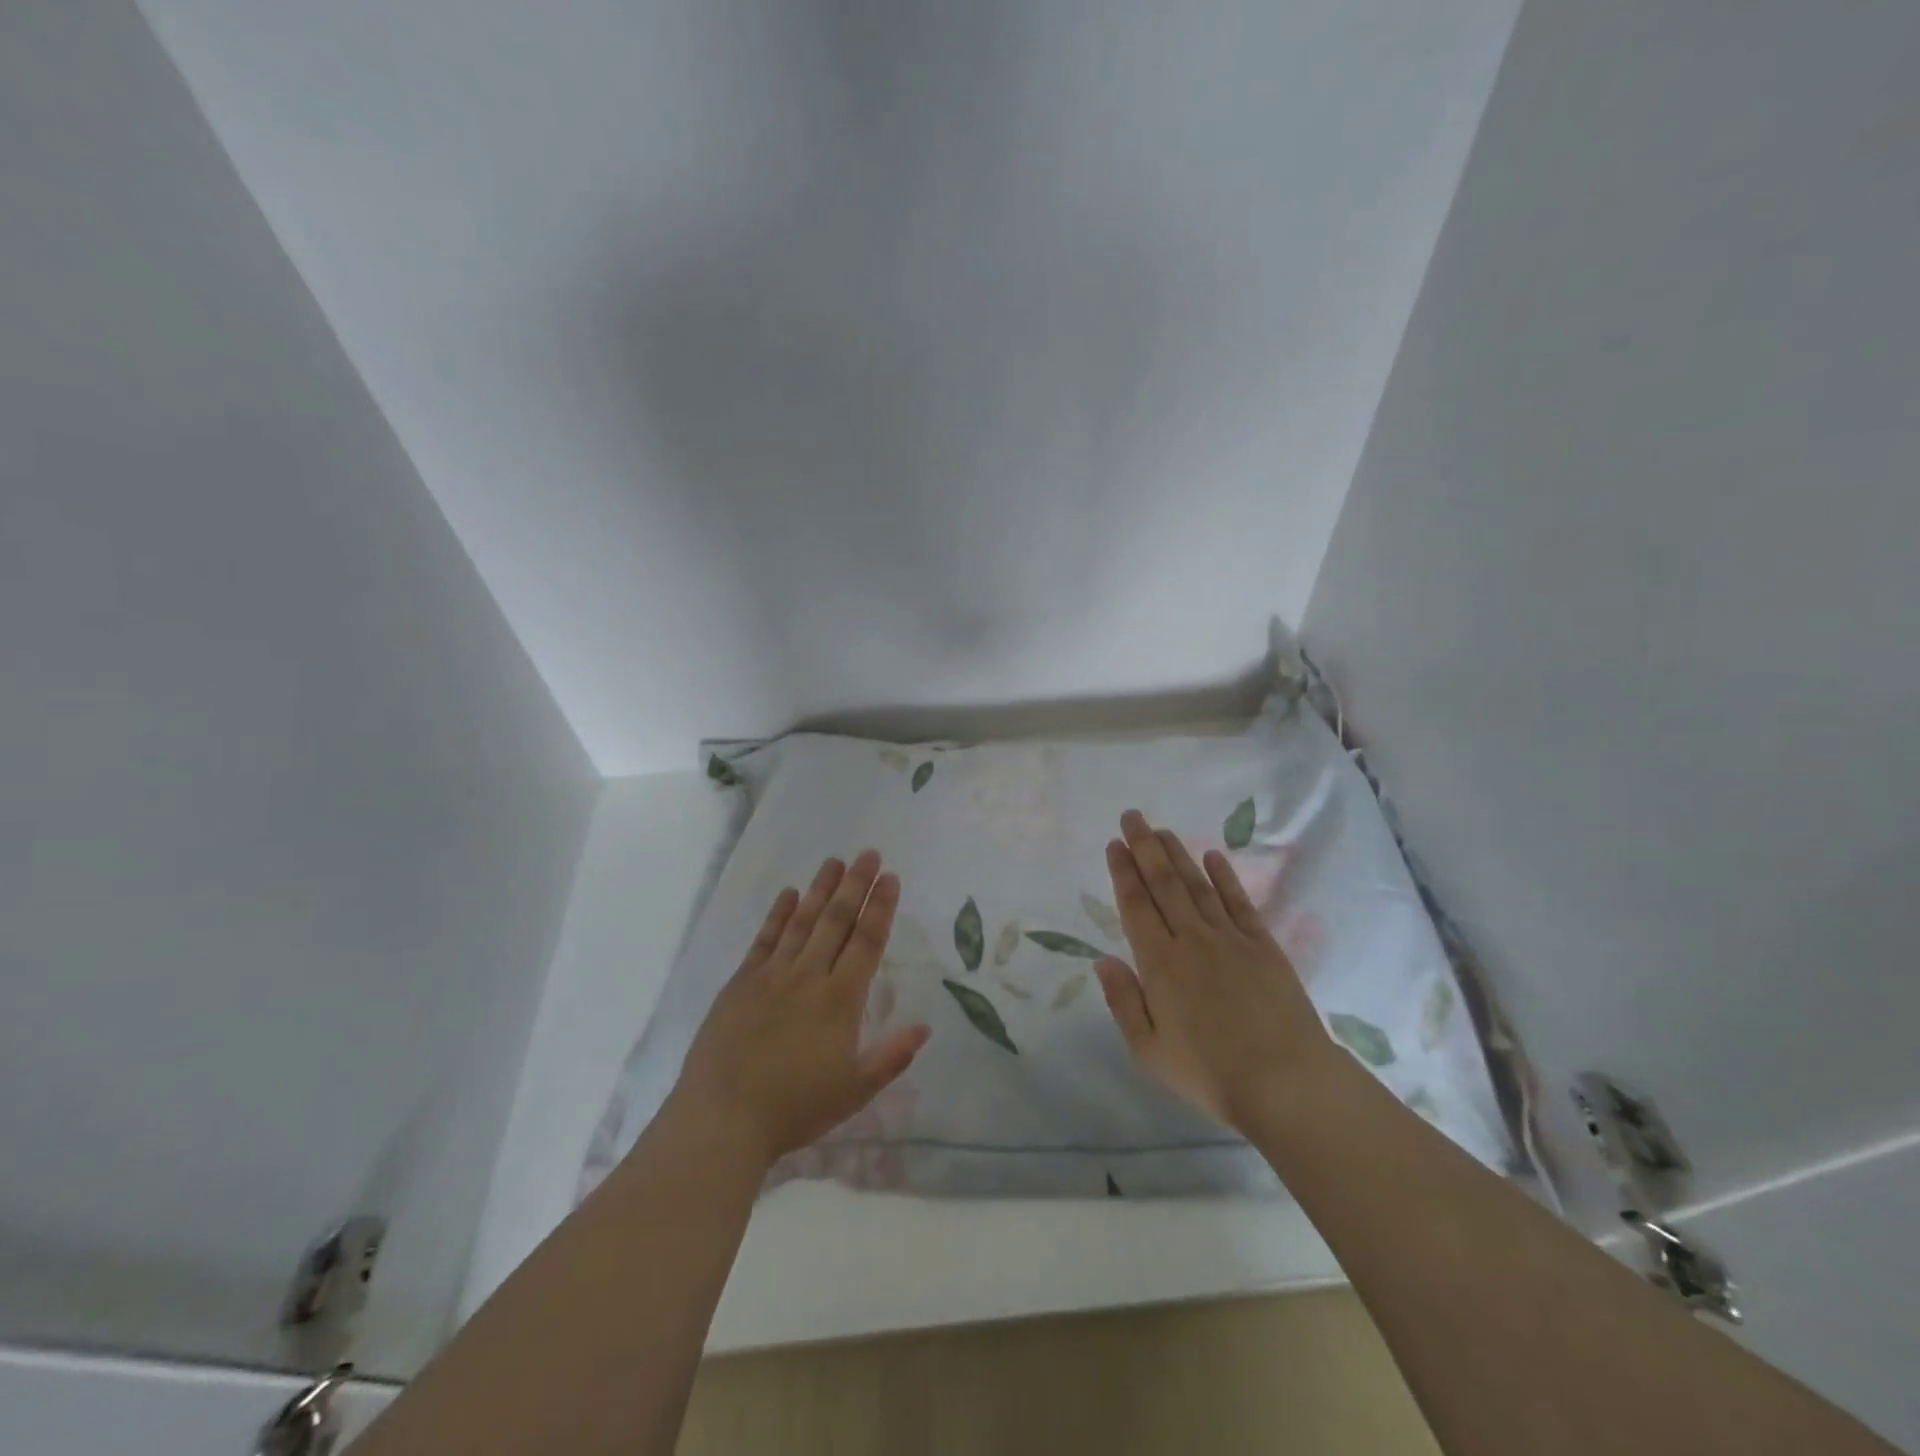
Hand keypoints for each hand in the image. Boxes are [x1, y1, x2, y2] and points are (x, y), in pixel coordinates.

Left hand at [669, 850, 930, 1169]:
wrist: (723, 1118)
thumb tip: (925, 1026)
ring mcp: (771, 975)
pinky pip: (764, 939)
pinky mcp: (741, 983)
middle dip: (855, 884)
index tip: (890, 878)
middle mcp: (808, 976)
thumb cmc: (795, 1107)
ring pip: (802, 921)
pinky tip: (788, 894)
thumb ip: (892, 1056)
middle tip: (868, 853)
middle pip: (837, 920)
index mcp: (840, 999)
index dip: (881, 907)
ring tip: (835, 861)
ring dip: (820, 889)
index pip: (867, 941)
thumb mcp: (855, 1091)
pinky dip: (778, 914)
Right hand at [1095, 810, 1337, 1131]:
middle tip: (1132, 816)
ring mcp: (1230, 938)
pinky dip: (1225, 876)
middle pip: (1163, 883)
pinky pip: (1239, 902)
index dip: (1123, 871)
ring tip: (1162, 829)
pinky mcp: (1263, 945)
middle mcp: (1191, 939)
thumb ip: (1123, 1001)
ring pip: (1197, 885)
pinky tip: (1213, 856)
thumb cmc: (1209, 1073)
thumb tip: (1103, 960)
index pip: (1135, 905)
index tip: (1115, 843)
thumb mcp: (1149, 1050)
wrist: (1286, 1082)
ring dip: (1177, 854)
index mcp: (1159, 963)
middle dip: (1145, 846)